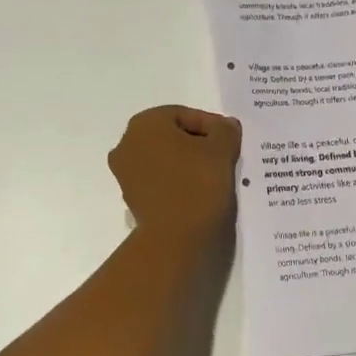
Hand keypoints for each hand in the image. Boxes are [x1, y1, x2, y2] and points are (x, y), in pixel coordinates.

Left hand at [108, 106, 242, 237]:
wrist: (176, 239)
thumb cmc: (197, 184)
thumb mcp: (221, 150)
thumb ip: (225, 130)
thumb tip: (225, 126)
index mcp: (144, 123)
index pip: (185, 115)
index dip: (212, 126)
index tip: (231, 141)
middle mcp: (127, 143)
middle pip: (172, 136)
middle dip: (198, 144)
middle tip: (225, 156)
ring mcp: (125, 173)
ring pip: (165, 159)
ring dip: (188, 163)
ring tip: (215, 176)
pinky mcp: (131, 198)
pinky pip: (160, 180)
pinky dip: (178, 181)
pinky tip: (199, 192)